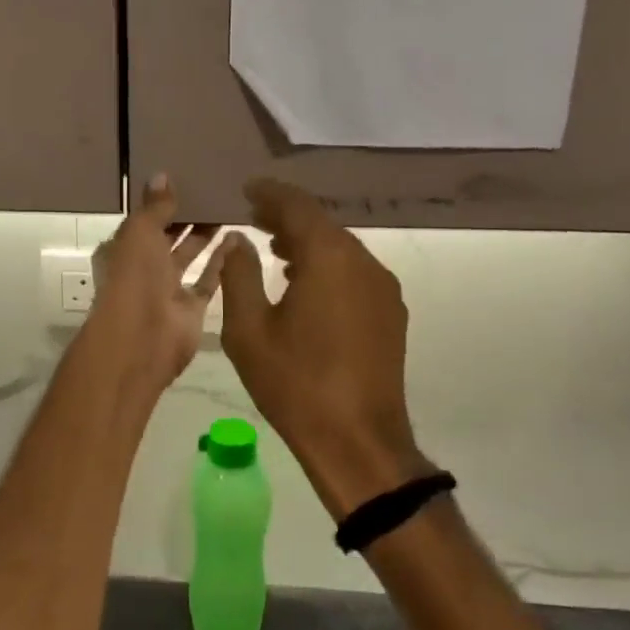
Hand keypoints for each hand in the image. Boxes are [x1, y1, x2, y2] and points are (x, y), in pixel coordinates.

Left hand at [90, 175, 231, 390]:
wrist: (143, 339)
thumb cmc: (133, 278)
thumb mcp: (140, 231)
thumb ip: (155, 206)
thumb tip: (162, 175)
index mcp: (121, 249)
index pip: (142, 220)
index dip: (160, 202)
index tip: (185, 178)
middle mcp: (142, 269)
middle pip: (166, 237)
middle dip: (186, 216)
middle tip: (214, 188)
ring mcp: (167, 289)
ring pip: (189, 256)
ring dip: (205, 235)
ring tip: (228, 207)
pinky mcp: (192, 307)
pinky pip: (208, 279)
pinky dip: (221, 261)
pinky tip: (238, 237)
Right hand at [219, 179, 420, 518]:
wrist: (357, 441)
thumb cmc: (295, 383)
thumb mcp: (249, 330)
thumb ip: (239, 275)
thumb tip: (238, 241)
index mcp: (328, 258)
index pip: (298, 206)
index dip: (270, 193)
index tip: (248, 188)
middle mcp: (363, 262)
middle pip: (323, 225)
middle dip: (288, 218)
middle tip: (255, 218)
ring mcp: (383, 289)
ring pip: (341, 250)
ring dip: (308, 244)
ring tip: (275, 252)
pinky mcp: (390, 314)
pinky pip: (355, 274)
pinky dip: (328, 268)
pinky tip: (305, 287)